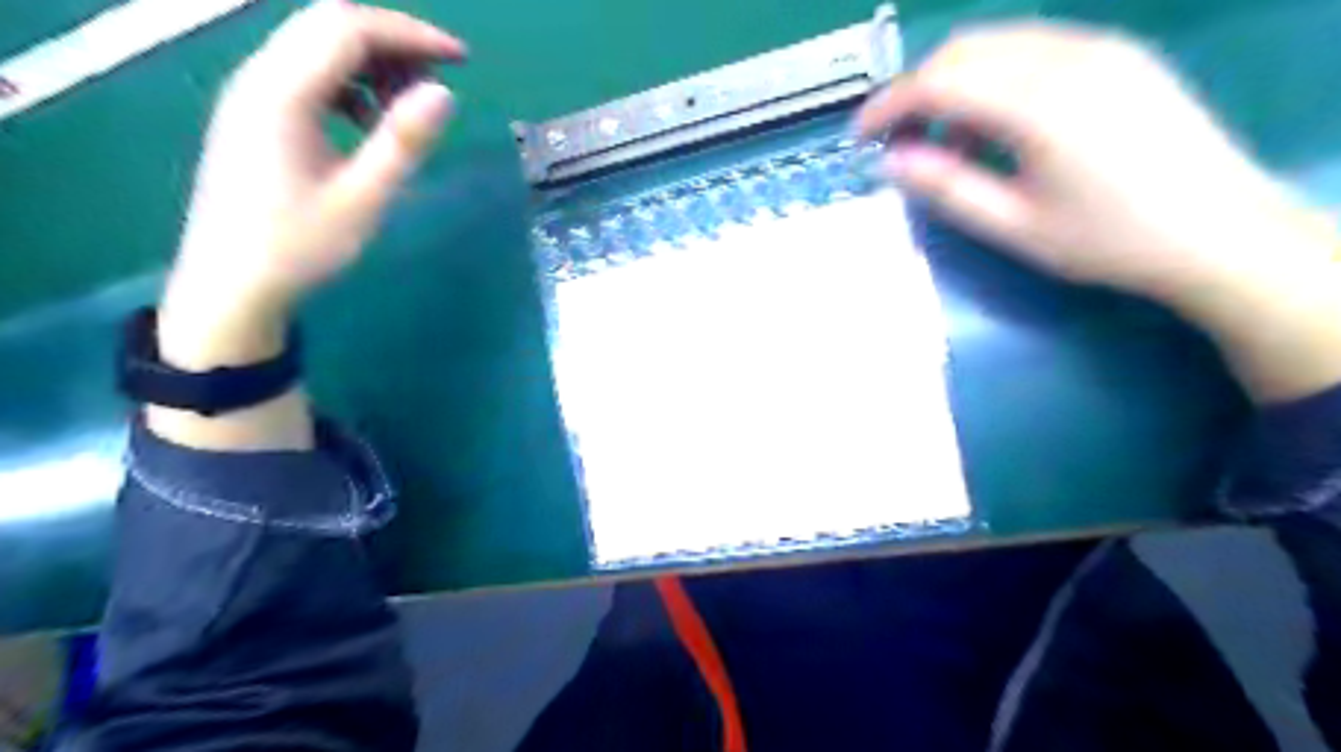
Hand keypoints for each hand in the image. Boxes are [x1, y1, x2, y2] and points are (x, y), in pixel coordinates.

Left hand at [159, 0, 466, 367]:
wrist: (231, 285)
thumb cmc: (299, 247)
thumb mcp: (363, 198)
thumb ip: (403, 141)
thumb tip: (444, 93)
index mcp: (282, 93)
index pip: (348, 28)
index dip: (410, 34)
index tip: (462, 61)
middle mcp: (260, 78)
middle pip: (329, 26)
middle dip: (394, 42)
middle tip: (442, 78)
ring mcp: (254, 96)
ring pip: (318, 48)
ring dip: (373, 64)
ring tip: (411, 107)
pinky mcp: (257, 116)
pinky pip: (309, 77)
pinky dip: (351, 86)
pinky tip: (370, 124)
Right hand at [859, 23, 1340, 402]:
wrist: (1218, 230)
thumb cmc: (1107, 239)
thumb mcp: (1014, 225)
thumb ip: (947, 187)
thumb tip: (890, 162)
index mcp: (1040, 102)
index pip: (940, 81)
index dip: (889, 105)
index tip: (859, 137)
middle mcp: (1068, 56)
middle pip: (964, 50)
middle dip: (917, 91)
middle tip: (898, 143)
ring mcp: (1098, 47)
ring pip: (997, 43)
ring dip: (954, 84)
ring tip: (947, 144)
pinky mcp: (1116, 54)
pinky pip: (1032, 48)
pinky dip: (993, 79)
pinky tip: (995, 127)